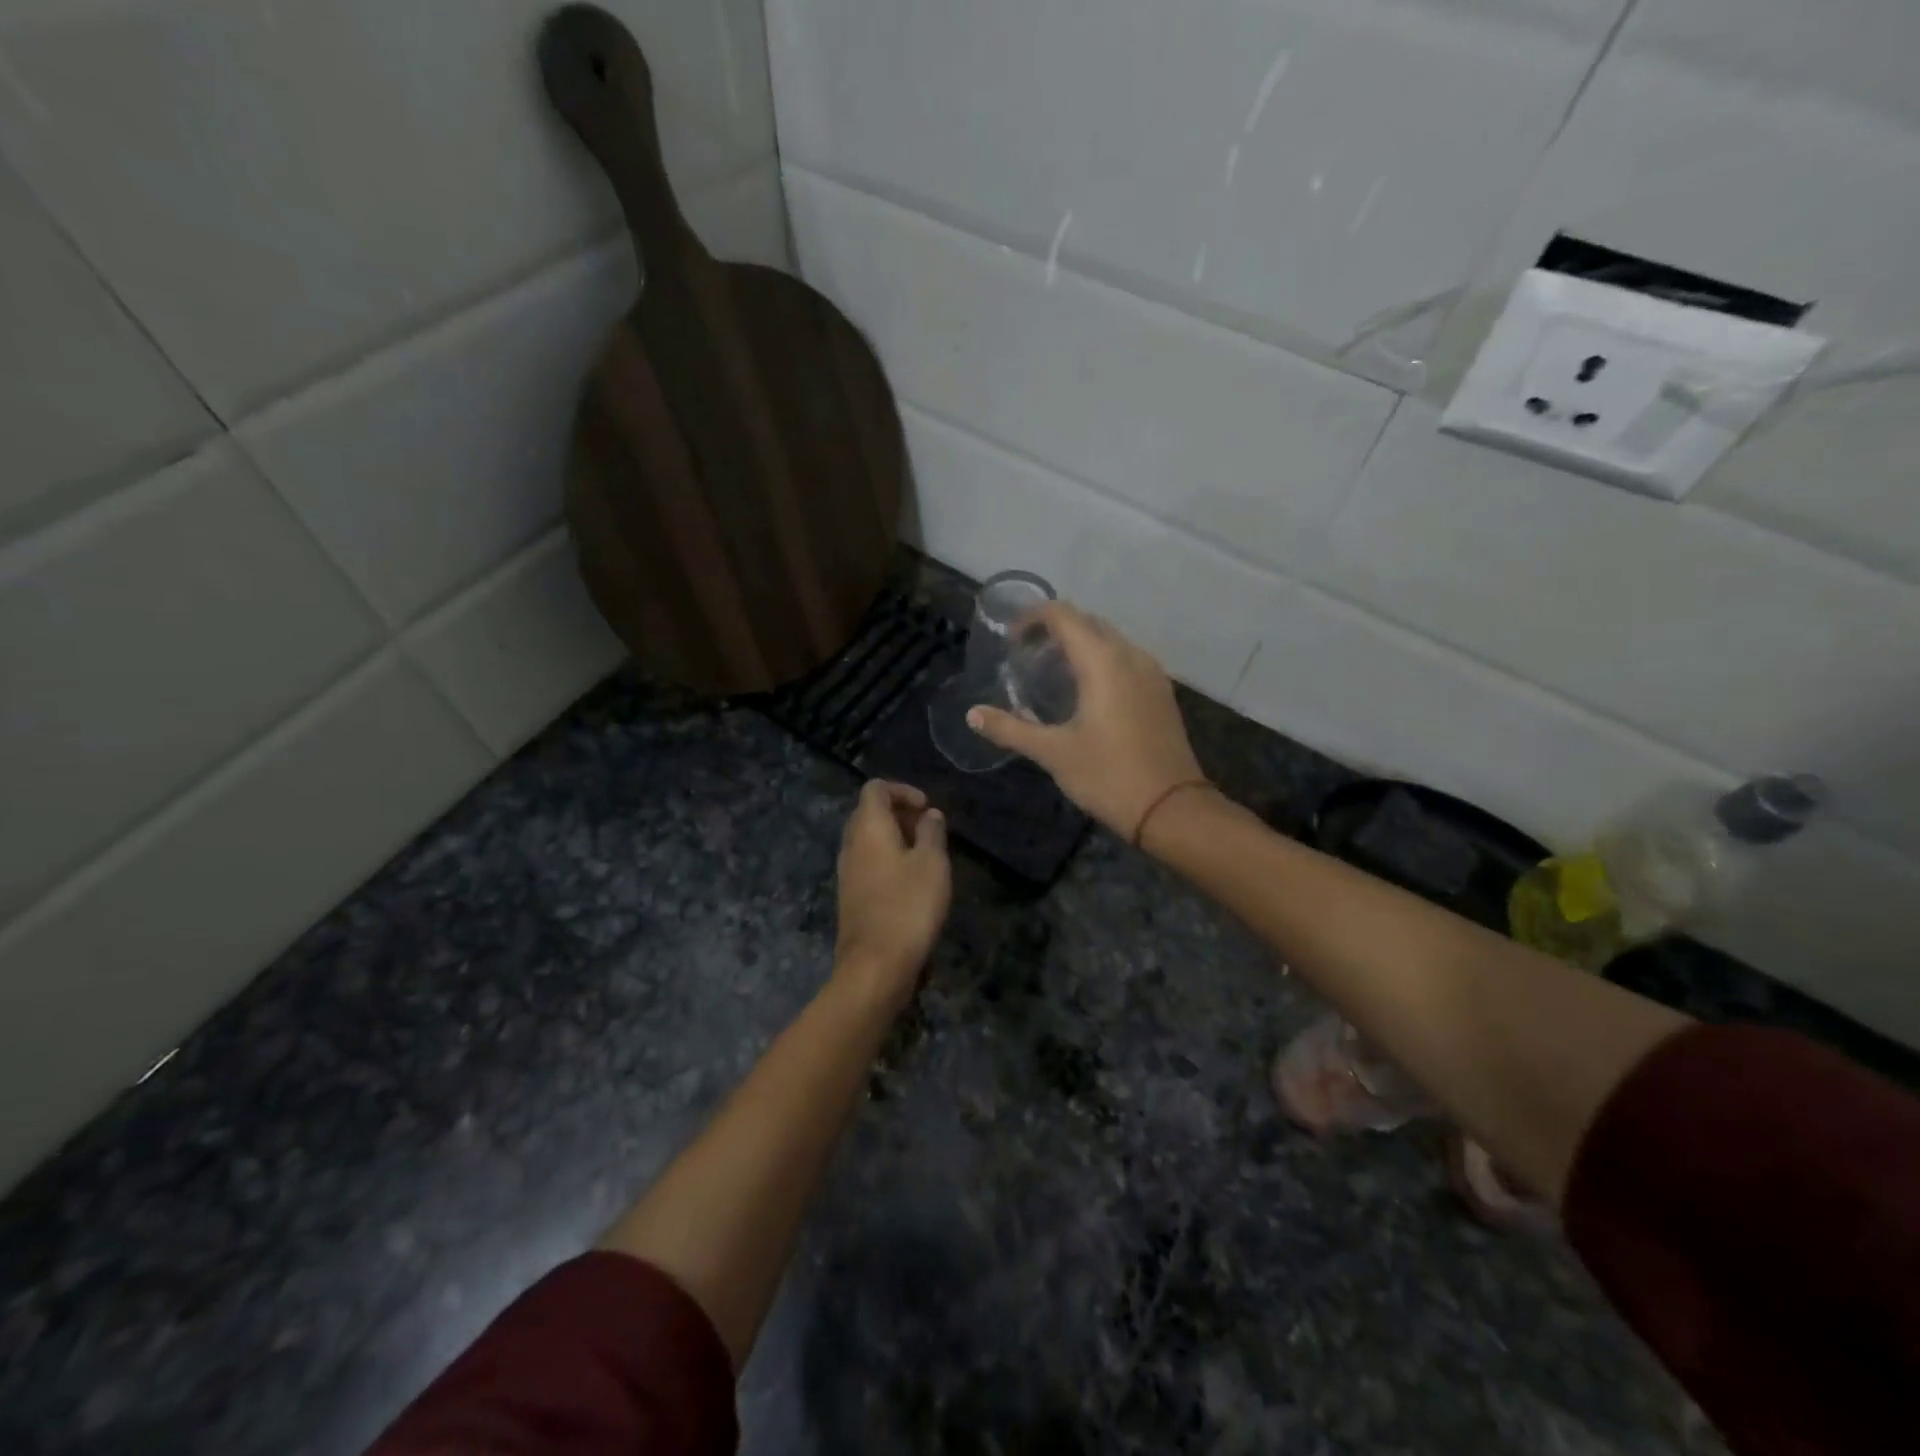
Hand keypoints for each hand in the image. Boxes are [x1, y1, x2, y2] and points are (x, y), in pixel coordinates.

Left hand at [833, 781, 951, 1013]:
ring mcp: (847, 872)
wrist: (876, 965)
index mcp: (868, 827)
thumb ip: (932, 832)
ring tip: (926, 856)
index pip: (875, 789)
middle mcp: (851, 844)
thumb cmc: (908, 906)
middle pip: (869, 812)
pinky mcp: (850, 896)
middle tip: (929, 830)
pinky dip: (889, 860)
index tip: (927, 808)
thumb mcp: (933, 863)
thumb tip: (929, 815)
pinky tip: (912, 882)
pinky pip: (868, 863)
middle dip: (900, 814)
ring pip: (868, 840)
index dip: (903, 790)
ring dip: (895, 839)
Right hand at [968, 604, 1206, 840]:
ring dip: (1079, 645)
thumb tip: (972, 715)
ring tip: (1051, 673)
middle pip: (1088, 622)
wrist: (1172, 808)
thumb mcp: (1053, 753)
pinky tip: (1085, 693)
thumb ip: (1010, 728)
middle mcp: (1130, 655)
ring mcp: (1151, 673)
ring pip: (1110, 640)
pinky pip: (1126, 659)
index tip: (1010, 640)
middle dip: (1054, 629)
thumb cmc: (1108, 775)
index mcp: (1102, 661)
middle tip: (1025, 656)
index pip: (1063, 615)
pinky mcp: (1161, 692)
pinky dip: (1100, 661)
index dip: (1032, 618)